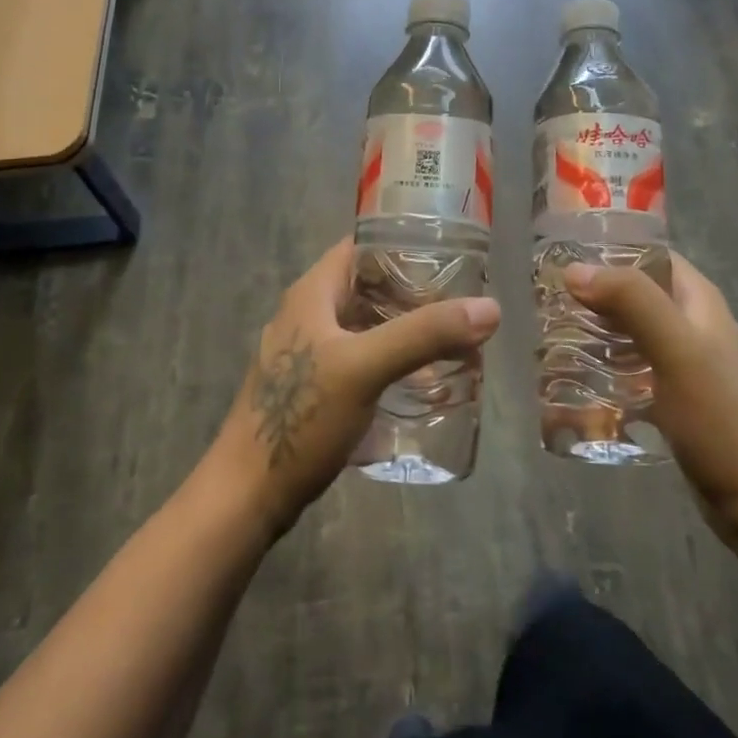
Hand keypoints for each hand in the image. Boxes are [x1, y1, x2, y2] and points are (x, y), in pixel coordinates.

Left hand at [207, 239, 501, 535]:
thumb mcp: (365, 367)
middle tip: (461, 303)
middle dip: (414, 292)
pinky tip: (420, 382)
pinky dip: (391, 361)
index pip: (361, 246)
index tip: (450, 255)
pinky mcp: (313, 388)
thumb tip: (490, 308)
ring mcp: (308, 353)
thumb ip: (424, 335)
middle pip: (368, 287)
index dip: (402, 243)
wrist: (248, 494)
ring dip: (405, 330)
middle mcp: (308, 314)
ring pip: (366, 326)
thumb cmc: (301, 417)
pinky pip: (360, 359)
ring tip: (451, 341)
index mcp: (312, 293)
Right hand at [565, 255, 737, 535]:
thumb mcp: (676, 349)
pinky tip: (577, 381)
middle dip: (594, 294)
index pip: (650, 255)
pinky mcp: (675, 398)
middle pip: (636, 293)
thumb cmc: (719, 417)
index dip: (610, 250)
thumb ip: (632, 301)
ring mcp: (685, 363)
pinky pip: (633, 369)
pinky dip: (606, 367)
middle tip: (547, 302)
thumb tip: (575, 270)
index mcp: (700, 301)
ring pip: (631, 332)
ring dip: (596, 331)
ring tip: (551, 337)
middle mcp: (693, 324)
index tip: (563, 257)